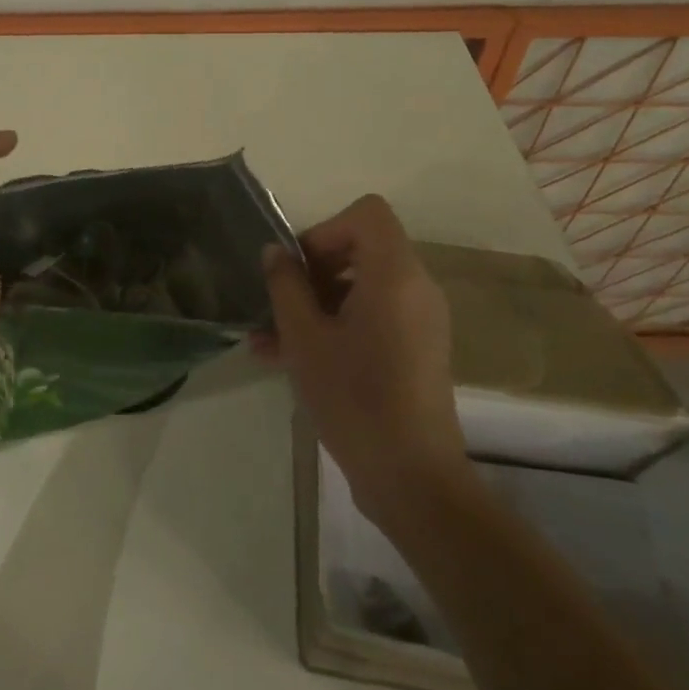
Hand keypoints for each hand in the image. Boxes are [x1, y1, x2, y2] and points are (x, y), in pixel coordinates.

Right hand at [259, 195, 465, 518]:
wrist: (411, 477)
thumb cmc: (354, 398)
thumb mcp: (304, 338)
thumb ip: (286, 286)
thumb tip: (274, 252)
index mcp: (395, 275)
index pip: (367, 213)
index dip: (325, 229)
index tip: (298, 268)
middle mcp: (416, 288)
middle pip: (363, 248)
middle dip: (314, 269)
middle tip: (280, 302)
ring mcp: (419, 320)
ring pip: (361, 287)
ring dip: (315, 303)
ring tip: (269, 339)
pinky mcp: (415, 349)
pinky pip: (372, 317)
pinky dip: (335, 325)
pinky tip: (288, 358)